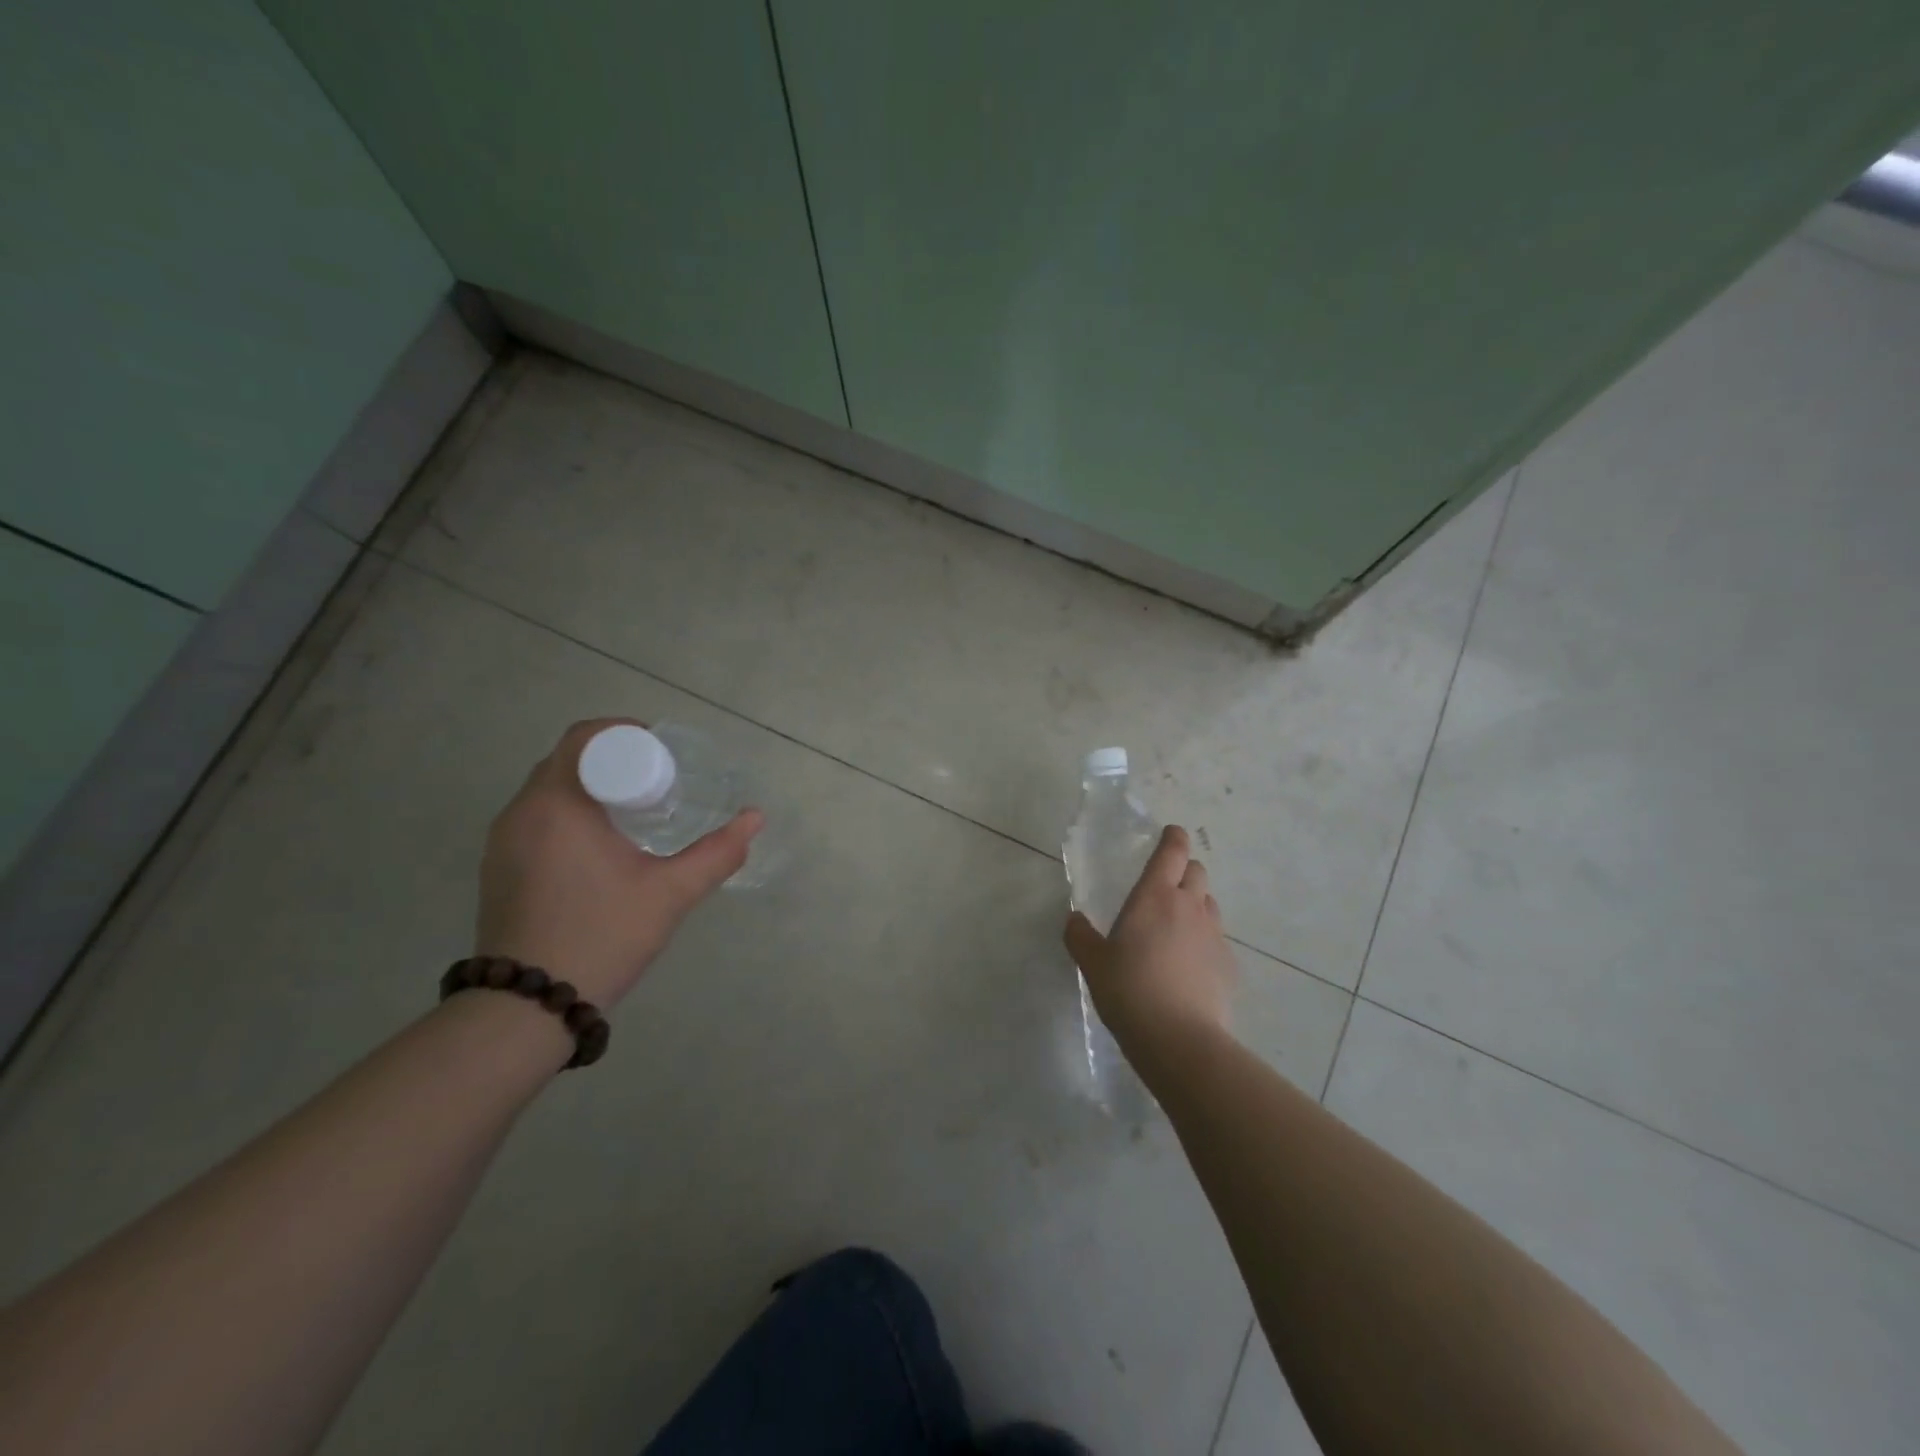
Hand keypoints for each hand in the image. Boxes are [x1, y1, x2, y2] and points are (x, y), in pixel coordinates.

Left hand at [474, 719, 761, 1006]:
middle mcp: (520, 812)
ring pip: (550, 790)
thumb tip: (755, 817)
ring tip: (634, 813)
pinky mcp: (498, 867)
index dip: (624, 733)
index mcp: (557, 804)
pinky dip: (570, 814)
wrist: (526, 1008)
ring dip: (591, 788)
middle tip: (658, 783)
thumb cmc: (602, 936)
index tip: (661, 754)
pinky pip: (536, 818)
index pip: (583, 737)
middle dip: (614, 761)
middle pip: (567, 760)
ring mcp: (502, 842)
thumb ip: (717, 852)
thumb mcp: (670, 893)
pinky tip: (600, 847)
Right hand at [1064, 825, 1233, 1055]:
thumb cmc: (1129, 989)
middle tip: (1165, 885)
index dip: (1173, 837)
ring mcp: (1214, 935)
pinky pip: (1217, 939)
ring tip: (1176, 925)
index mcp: (1155, 896)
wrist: (1179, 1038)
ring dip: (1196, 904)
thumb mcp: (1092, 963)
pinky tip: (1189, 964)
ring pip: (1209, 904)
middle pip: (1197, 872)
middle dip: (1184, 870)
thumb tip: (1074, 920)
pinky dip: (1204, 940)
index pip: (1172, 851)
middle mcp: (1189, 906)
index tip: (1170, 833)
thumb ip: (1080, 936)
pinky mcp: (1228, 964)